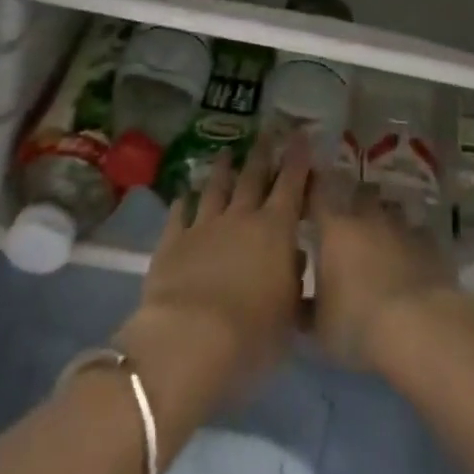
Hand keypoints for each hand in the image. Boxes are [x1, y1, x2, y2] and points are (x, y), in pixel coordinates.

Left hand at [118, 135, 310, 433]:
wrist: (188, 342)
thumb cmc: (251, 335)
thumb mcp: (288, 315)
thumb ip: (293, 281)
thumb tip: (294, 256)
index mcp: (276, 229)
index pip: (292, 183)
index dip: (298, 158)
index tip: (301, 134)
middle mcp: (242, 217)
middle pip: (253, 176)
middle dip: (262, 153)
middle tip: (267, 132)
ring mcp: (204, 226)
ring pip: (216, 188)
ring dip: (222, 170)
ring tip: (226, 153)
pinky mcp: (172, 242)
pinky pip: (179, 214)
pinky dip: (183, 202)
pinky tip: (183, 195)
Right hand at [308, 175, 473, 369]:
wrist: (417, 326)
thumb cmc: (357, 324)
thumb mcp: (320, 327)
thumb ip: (307, 308)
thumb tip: (300, 303)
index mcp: (335, 230)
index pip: (318, 195)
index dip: (313, 189)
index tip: (309, 191)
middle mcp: (368, 218)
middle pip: (360, 193)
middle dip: (355, 202)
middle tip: (350, 223)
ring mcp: (402, 226)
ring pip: (391, 209)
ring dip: (385, 221)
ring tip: (382, 243)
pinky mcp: (430, 242)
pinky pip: (418, 233)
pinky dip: (412, 242)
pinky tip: (412, 260)